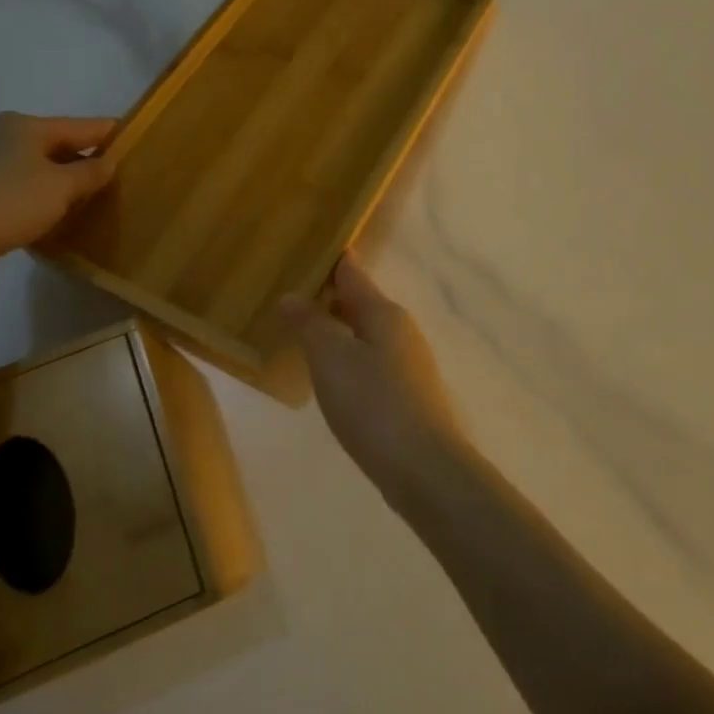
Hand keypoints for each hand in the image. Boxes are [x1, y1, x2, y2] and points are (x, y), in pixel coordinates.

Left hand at [0, 112, 117, 292]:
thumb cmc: (10, 203)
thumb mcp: (62, 187)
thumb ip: (90, 173)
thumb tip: (108, 162)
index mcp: (24, 125)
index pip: (81, 126)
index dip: (109, 134)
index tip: (134, 140)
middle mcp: (0, 135)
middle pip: (56, 144)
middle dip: (84, 159)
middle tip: (114, 176)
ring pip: (35, 166)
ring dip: (60, 179)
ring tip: (86, 197)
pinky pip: (17, 185)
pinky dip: (37, 194)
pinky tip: (49, 211)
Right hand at [280, 256, 468, 496]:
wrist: (423, 467)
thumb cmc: (373, 404)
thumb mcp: (331, 359)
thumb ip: (310, 324)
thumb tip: (292, 295)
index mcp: (384, 312)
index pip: (353, 272)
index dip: (330, 258)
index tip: (303, 246)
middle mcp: (400, 330)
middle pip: (360, 302)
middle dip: (329, 295)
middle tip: (289, 290)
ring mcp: (408, 363)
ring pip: (366, 332)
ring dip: (337, 327)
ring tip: (302, 330)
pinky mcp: (407, 393)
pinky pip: (371, 359)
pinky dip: (348, 355)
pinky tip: (330, 372)